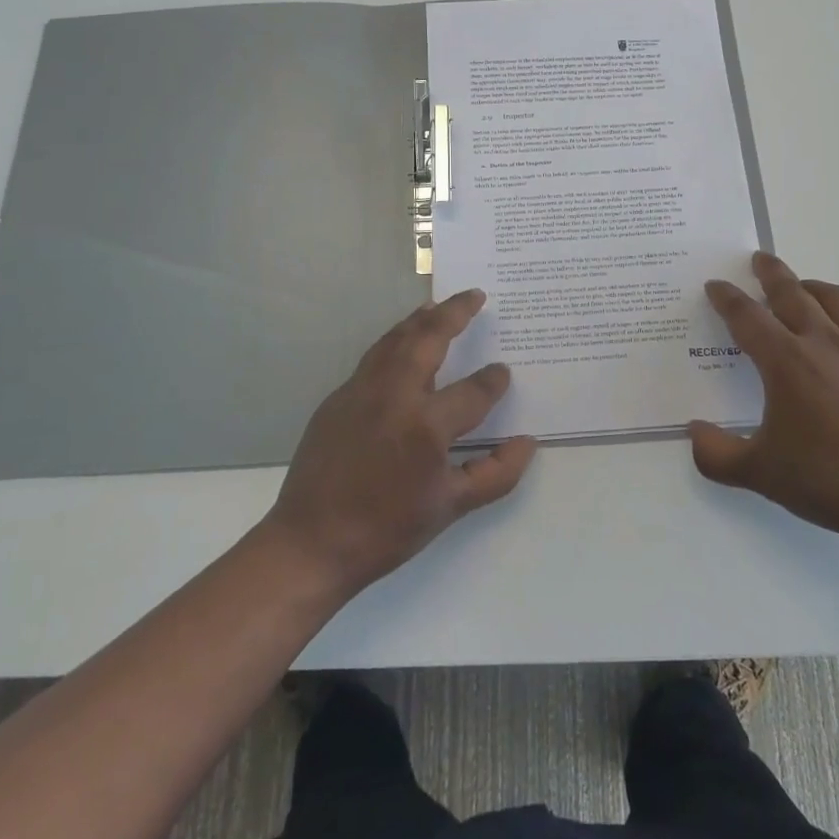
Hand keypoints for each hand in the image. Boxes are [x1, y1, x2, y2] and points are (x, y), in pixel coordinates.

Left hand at [262, 290, 537, 594]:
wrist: (310, 543)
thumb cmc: (387, 529)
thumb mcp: (450, 508)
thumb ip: (495, 473)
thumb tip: (527, 442)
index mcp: (426, 425)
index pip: (473, 391)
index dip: (493, 381)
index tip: (502, 372)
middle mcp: (394, 395)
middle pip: (429, 338)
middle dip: (455, 312)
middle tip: (474, 295)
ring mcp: (361, 390)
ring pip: (396, 339)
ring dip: (421, 319)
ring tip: (439, 306)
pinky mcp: (338, 396)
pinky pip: (374, 357)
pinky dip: (394, 340)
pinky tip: (402, 344)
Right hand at [689, 252, 838, 555]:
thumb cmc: (825, 479)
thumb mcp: (759, 472)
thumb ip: (717, 453)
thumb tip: (694, 433)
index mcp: (785, 361)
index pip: (747, 316)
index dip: (726, 298)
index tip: (715, 285)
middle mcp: (820, 344)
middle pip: (791, 292)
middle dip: (771, 272)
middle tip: (758, 258)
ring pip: (832, 299)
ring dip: (810, 284)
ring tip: (799, 285)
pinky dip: (836, 312)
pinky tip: (832, 334)